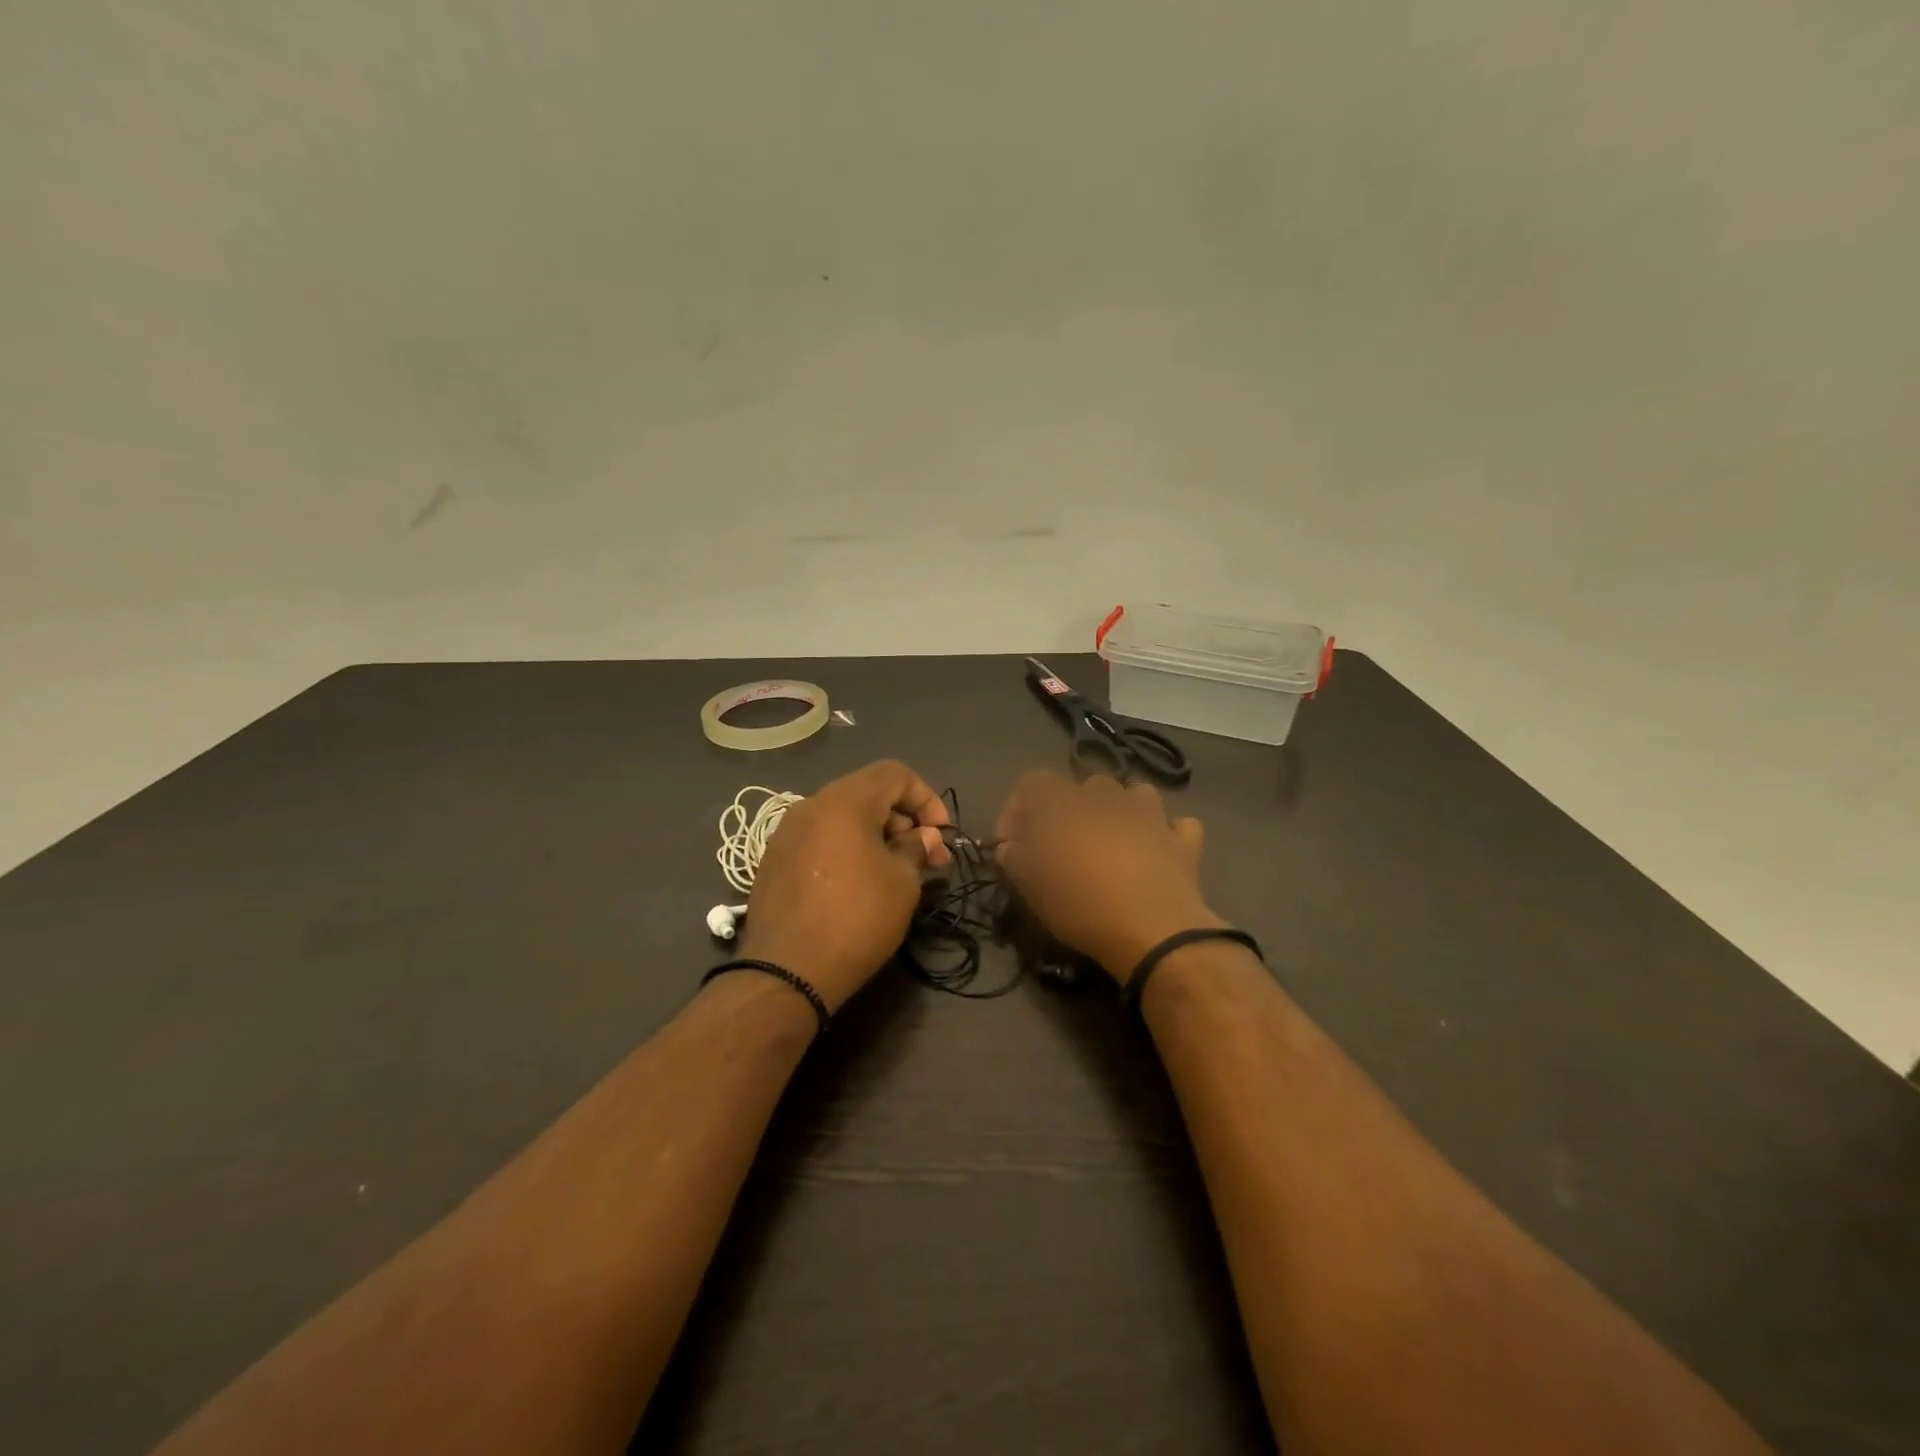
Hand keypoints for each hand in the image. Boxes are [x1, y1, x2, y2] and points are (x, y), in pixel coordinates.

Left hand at [739, 760, 951, 1009]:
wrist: (786, 972)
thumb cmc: (856, 919)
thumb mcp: (902, 883)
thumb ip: (916, 848)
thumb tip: (925, 836)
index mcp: (844, 802)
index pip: (895, 774)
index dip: (926, 797)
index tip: (940, 835)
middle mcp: (810, 805)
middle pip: (867, 792)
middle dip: (903, 819)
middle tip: (926, 858)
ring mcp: (786, 832)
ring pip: (842, 816)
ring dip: (875, 834)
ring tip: (894, 871)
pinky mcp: (774, 859)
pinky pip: (820, 838)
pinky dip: (846, 847)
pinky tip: (857, 882)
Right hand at [994, 771, 1223, 982]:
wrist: (1153, 931)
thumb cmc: (1080, 905)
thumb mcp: (1032, 886)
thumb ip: (1015, 858)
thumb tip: (1010, 846)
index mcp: (1064, 803)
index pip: (1032, 782)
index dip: (1017, 808)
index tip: (1013, 843)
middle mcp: (1107, 797)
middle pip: (1085, 785)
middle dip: (1071, 809)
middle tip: (1063, 845)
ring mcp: (1150, 815)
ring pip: (1135, 794)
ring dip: (1122, 811)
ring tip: (1113, 841)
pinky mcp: (1182, 840)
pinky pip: (1176, 825)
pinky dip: (1166, 834)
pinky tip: (1158, 852)